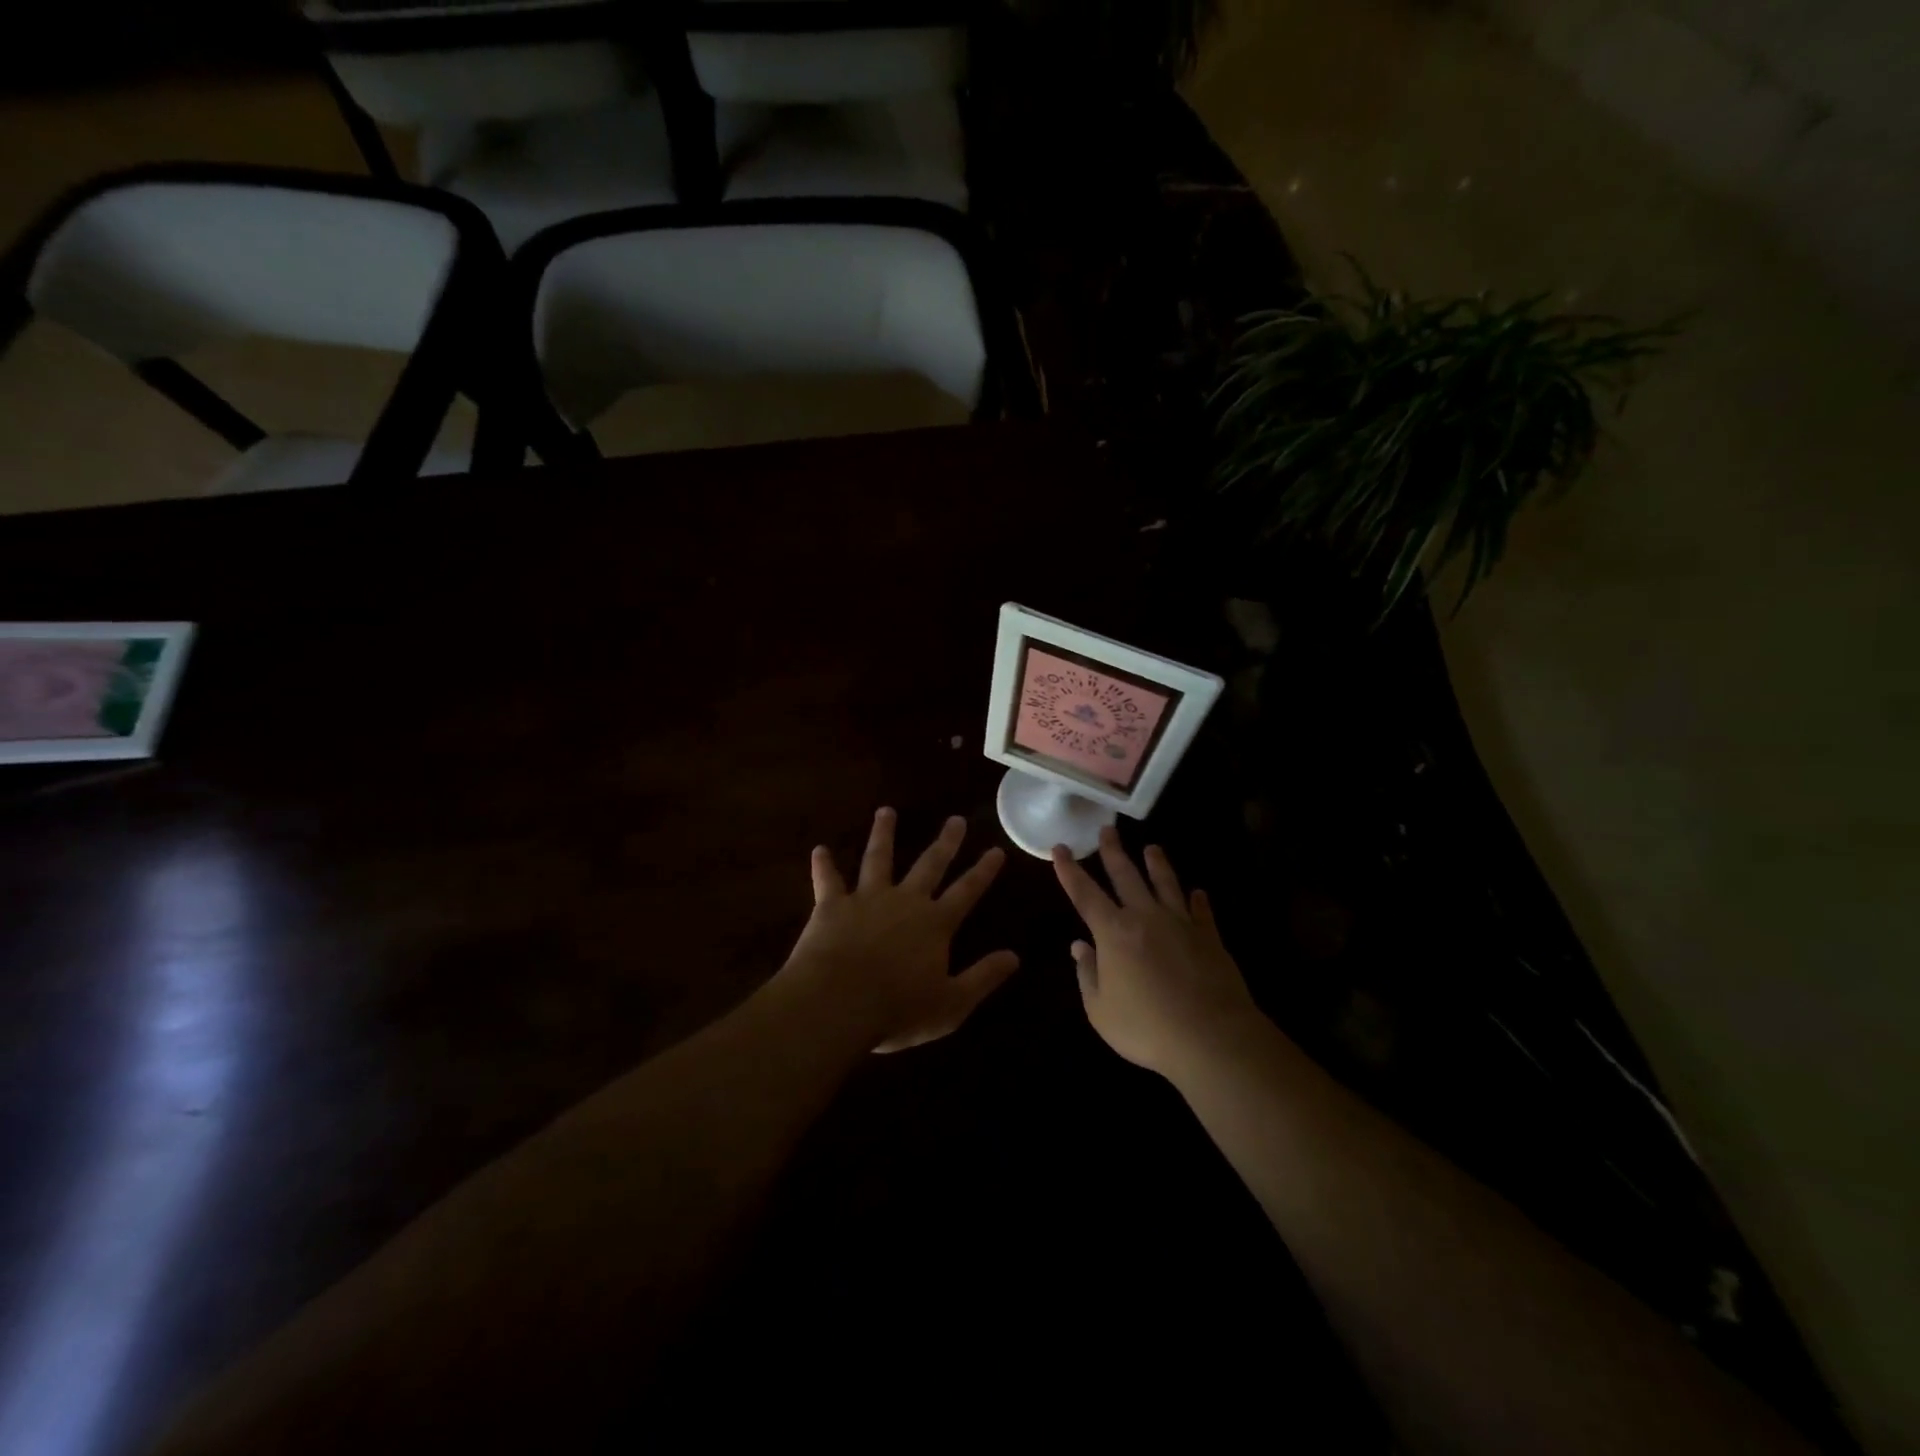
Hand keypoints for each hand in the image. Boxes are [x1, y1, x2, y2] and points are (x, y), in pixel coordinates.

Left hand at [781, 808, 1019, 1052]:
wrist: (838, 1003)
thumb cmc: (898, 1010)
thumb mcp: (952, 1004)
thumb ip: (982, 977)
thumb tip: (1014, 957)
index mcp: (935, 924)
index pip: (967, 891)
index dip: (983, 871)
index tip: (996, 849)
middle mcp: (905, 901)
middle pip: (929, 865)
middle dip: (945, 842)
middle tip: (956, 819)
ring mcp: (867, 899)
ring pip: (878, 859)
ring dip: (883, 834)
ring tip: (886, 811)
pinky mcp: (832, 905)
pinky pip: (828, 880)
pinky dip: (824, 865)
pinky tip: (820, 850)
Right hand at [1052, 828, 1260, 1076]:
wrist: (1211, 1037)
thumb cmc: (1146, 1027)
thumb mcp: (1100, 1010)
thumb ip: (1087, 974)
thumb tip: (1079, 946)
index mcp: (1113, 932)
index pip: (1084, 893)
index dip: (1069, 870)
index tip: (1060, 848)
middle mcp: (1145, 917)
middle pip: (1126, 876)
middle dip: (1113, 851)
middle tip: (1107, 828)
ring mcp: (1180, 924)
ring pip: (1166, 884)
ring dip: (1157, 864)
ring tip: (1152, 848)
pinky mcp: (1209, 937)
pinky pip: (1202, 911)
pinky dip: (1199, 900)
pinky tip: (1198, 892)